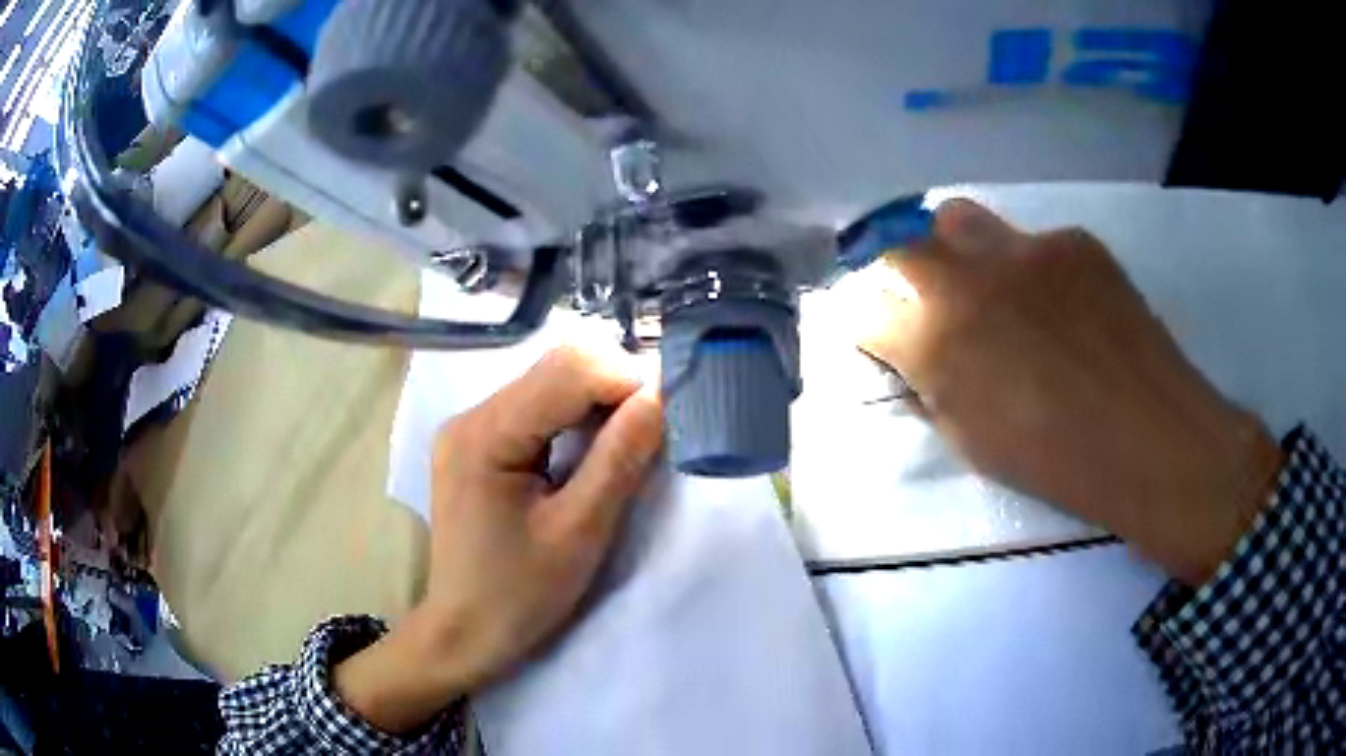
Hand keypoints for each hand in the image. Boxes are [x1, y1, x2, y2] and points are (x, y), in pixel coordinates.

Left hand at [335, 347, 662, 732]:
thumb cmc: (519, 595)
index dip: (625, 381)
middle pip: (554, 368)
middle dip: (613, 387)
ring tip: (627, 441)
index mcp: (485, 434)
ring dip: (596, 401)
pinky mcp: (476, 444)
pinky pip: (534, 408)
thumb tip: (662, 395)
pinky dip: (574, 417)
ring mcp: (469, 428)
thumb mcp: (579, 532)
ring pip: (547, 383)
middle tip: (651, 430)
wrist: (464, 634)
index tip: (667, 415)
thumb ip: (620, 458)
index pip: (567, 372)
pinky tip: (592, 448)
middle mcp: (470, 416)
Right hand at [860, 199, 1282, 585]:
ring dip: (960, 251)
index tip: (880, 333)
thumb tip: (914, 357)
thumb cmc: (1059, 463)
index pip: (866, 306)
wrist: (1154, 440)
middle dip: (905, 276)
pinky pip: (1032, 242)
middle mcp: (971, 277)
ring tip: (997, 292)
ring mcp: (1026, 247)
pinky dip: (1032, 269)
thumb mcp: (973, 443)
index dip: (868, 320)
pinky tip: (1066, 307)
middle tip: (932, 307)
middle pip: (905, 247)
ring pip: (963, 221)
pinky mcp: (1074, 240)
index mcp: (939, 340)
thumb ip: (932, 388)